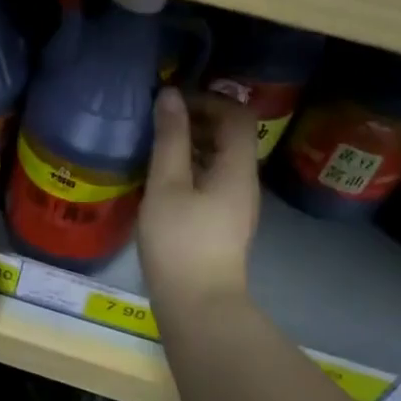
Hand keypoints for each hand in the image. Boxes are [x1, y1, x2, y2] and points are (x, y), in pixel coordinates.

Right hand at [138, 87, 259, 310]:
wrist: (198, 304)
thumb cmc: (180, 241)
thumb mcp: (167, 185)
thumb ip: (170, 138)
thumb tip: (170, 96)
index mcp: (237, 168)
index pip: (237, 114)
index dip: (207, 100)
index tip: (172, 103)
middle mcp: (244, 182)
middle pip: (231, 135)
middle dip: (198, 119)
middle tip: (159, 121)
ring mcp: (236, 204)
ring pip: (220, 158)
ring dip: (192, 143)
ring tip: (155, 145)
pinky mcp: (223, 221)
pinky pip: (212, 179)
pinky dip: (191, 166)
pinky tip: (162, 177)